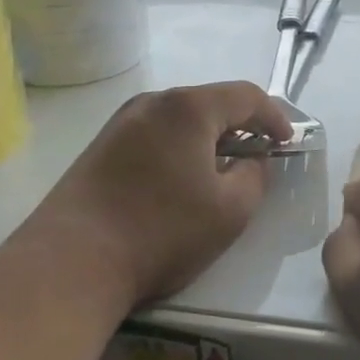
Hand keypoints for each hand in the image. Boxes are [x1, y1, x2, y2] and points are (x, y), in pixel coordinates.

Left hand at [19, 82, 292, 309]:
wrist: (72, 263)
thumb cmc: (162, 232)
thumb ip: (256, 175)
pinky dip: (179, 146)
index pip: (246, 95)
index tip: (287, 142)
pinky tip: (181, 179)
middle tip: (258, 153)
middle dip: (241, 124)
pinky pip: (155, 133)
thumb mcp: (231, 210)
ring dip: (208, 136)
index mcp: (188, 108)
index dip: (274, 116)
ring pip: (180, 118)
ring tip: (221, 168)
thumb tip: (252, 160)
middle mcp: (152, 103)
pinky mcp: (100, 147)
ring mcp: (120, 123)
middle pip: (210, 101)